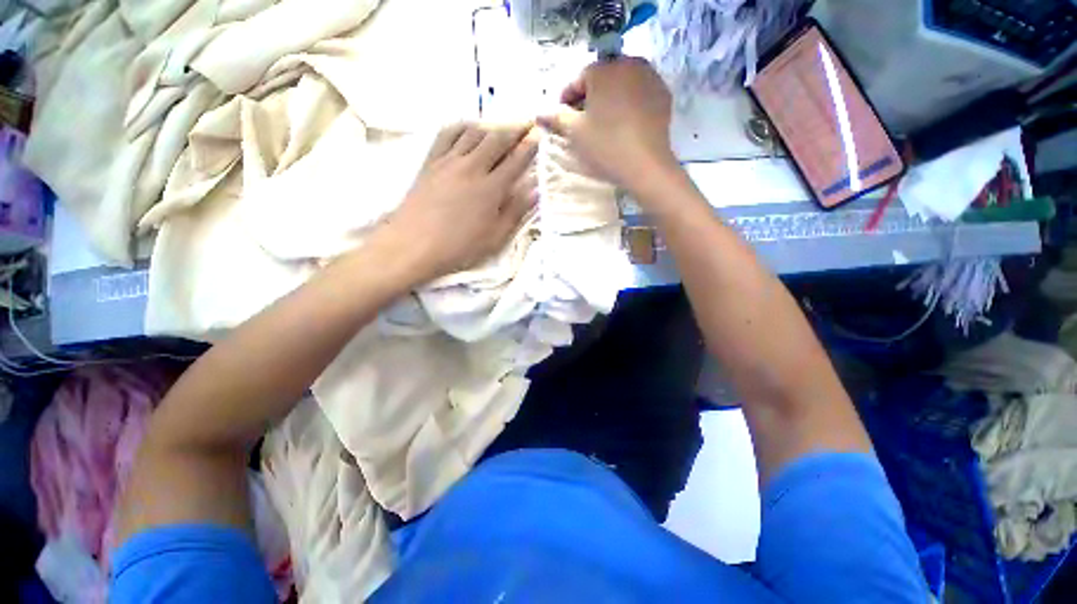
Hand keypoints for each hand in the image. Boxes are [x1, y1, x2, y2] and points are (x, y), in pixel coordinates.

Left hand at [373, 122, 538, 284]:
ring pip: (474, 133)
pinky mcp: (430, 162)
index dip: (530, 146)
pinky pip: (447, 134)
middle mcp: (472, 167)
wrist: (413, 245)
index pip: (516, 161)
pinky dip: (462, 126)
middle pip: (497, 140)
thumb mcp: (495, 237)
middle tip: (528, 123)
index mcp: (491, 188)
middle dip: (516, 129)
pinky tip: (468, 127)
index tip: (540, 135)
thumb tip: (535, 189)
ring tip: (502, 126)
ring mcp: (449, 161)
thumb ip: (516, 211)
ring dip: (491, 126)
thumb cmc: (459, 247)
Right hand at [537, 57, 677, 195]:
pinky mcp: (663, 94)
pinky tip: (624, 123)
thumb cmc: (606, 146)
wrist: (646, 165)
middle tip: (582, 121)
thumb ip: (556, 118)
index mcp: (603, 69)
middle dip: (589, 97)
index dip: (566, 99)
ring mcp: (650, 77)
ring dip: (609, 99)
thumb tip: (539, 112)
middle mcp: (628, 64)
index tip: (562, 117)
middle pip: (601, 79)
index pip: (578, 79)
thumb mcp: (575, 133)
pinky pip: (639, 94)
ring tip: (603, 123)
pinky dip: (628, 103)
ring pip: (622, 84)